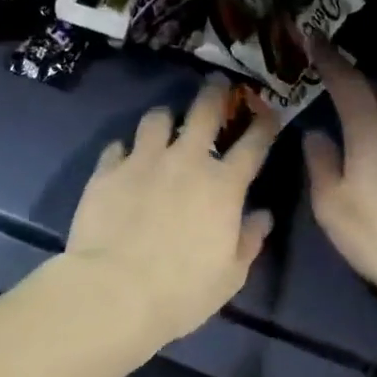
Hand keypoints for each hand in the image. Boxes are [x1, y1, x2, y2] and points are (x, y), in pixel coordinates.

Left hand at [65, 78, 279, 349]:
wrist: (114, 292)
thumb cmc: (182, 291)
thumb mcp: (229, 275)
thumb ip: (249, 240)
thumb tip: (263, 216)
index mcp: (224, 185)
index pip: (253, 143)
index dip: (264, 123)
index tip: (268, 112)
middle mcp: (186, 161)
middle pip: (205, 110)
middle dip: (215, 93)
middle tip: (217, 85)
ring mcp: (144, 160)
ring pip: (157, 118)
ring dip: (165, 119)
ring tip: (164, 125)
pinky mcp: (108, 170)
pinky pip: (117, 146)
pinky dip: (125, 150)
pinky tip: (124, 160)